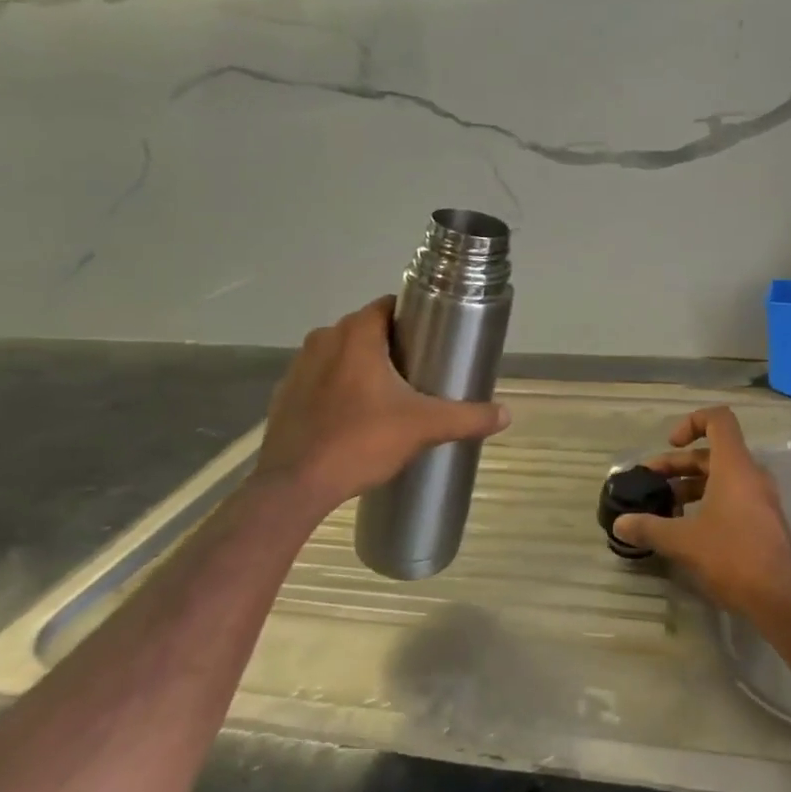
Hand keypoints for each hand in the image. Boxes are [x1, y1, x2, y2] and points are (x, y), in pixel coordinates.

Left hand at [252, 297, 509, 516]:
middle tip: (418, 371)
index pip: (386, 306)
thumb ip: (467, 417)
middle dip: (390, 344)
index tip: (431, 338)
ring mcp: (298, 368)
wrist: (295, 486)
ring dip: (361, 366)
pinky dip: (336, 389)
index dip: (411, 317)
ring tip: (388, 396)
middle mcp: (323, 340)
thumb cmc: (361, 441)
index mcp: (355, 335)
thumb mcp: (424, 428)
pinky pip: (319, 380)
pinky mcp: (284, 396)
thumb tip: (506, 414)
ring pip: (339, 354)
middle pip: (364, 330)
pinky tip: (353, 417)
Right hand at [611, 407, 790, 619]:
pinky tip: (685, 530)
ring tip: (662, 509)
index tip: (670, 444)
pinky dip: (706, 503)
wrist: (782, 598)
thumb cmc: (733, 555)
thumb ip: (649, 528)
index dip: (692, 422)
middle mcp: (750, 474)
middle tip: (650, 484)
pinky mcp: (762, 522)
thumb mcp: (683, 541)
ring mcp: (759, 499)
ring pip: (720, 478)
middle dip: (677, 465)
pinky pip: (731, 498)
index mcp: (734, 465)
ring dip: (689, 487)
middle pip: (712, 453)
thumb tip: (619, 524)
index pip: (719, 419)